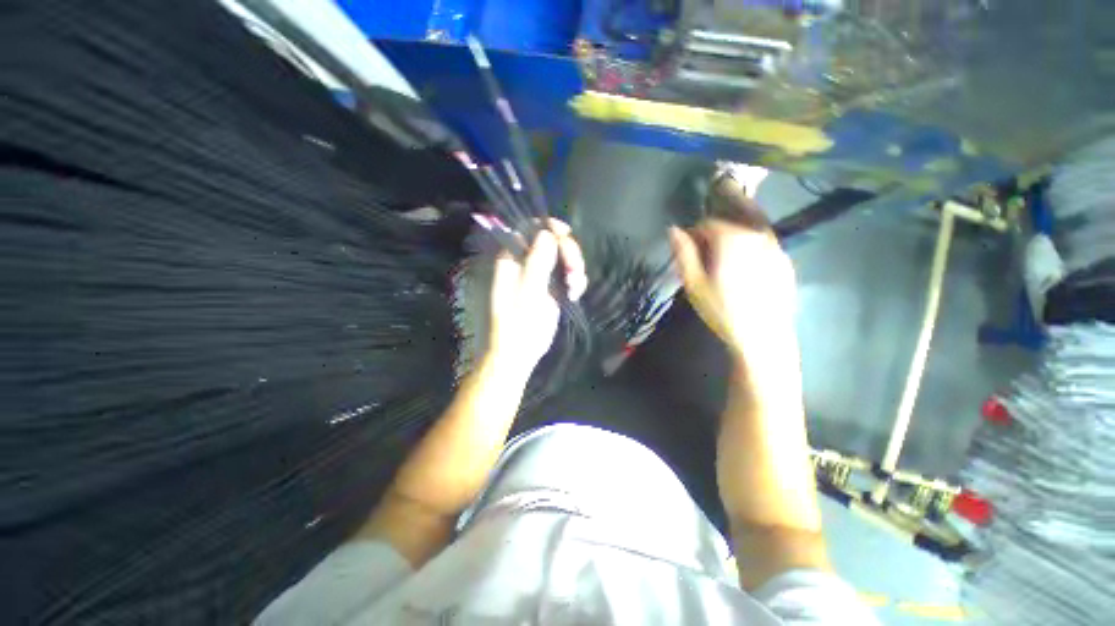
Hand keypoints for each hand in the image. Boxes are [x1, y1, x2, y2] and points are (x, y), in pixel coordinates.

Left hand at [487, 220, 586, 374]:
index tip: (565, 233)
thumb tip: (547, 233)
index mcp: (510, 260)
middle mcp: (524, 263)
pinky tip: (575, 293)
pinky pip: (567, 274)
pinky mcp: (551, 288)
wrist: (518, 354)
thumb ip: (537, 262)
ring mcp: (539, 276)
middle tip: (575, 271)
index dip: (547, 226)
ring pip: (562, 256)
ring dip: (574, 266)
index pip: (528, 228)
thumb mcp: (527, 293)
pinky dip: (575, 280)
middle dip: (567, 251)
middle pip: (550, 240)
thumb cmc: (516, 325)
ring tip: (575, 287)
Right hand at [668, 199, 795, 361]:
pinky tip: (745, 278)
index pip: (708, 223)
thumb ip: (684, 253)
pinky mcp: (786, 263)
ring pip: (746, 237)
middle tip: (704, 264)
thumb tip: (673, 230)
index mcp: (732, 239)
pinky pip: (762, 249)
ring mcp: (776, 248)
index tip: (688, 253)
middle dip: (713, 240)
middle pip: (729, 227)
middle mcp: (757, 236)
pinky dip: (750, 255)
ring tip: (724, 271)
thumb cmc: (722, 310)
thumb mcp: (694, 283)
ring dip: (731, 246)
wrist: (763, 337)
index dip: (694, 235)